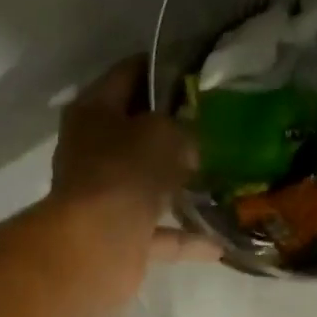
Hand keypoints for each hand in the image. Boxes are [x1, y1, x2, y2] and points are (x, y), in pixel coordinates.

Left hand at [49, 57, 215, 307]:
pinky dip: (186, 238)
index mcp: (93, 112)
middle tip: (216, 125)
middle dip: (174, 132)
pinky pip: (160, 234)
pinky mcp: (121, 238)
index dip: (161, 68)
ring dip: (180, 187)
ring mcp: (106, 198)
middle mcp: (94, 153)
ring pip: (149, 186)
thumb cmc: (124, 173)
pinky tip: (220, 242)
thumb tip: (189, 145)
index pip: (127, 75)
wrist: (96, 247)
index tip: (196, 70)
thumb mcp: (162, 133)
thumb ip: (180, 128)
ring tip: (222, 179)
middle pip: (137, 133)